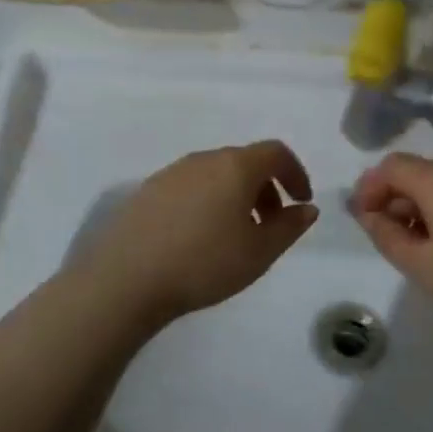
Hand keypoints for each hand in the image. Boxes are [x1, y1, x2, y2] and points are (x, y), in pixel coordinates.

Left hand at [79, 141, 317, 324]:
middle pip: (244, 162)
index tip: (301, 201)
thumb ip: (289, 227)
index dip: (295, 173)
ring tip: (235, 235)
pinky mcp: (146, 192)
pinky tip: (199, 238)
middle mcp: (202, 160)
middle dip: (265, 188)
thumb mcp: (259, 252)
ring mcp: (170, 173)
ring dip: (235, 196)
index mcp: (235, 166)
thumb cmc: (204, 263)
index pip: (275, 152)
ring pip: (215, 175)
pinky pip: (190, 187)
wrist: (126, 279)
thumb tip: (306, 208)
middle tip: (271, 224)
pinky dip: (207, 202)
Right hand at [351, 153, 432, 341]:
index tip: (365, 220)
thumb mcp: (421, 266)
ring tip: (432, 248)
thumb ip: (386, 235)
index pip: (392, 166)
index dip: (370, 188)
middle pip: (422, 172)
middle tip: (395, 239)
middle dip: (399, 198)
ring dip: (430, 206)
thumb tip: (369, 213)